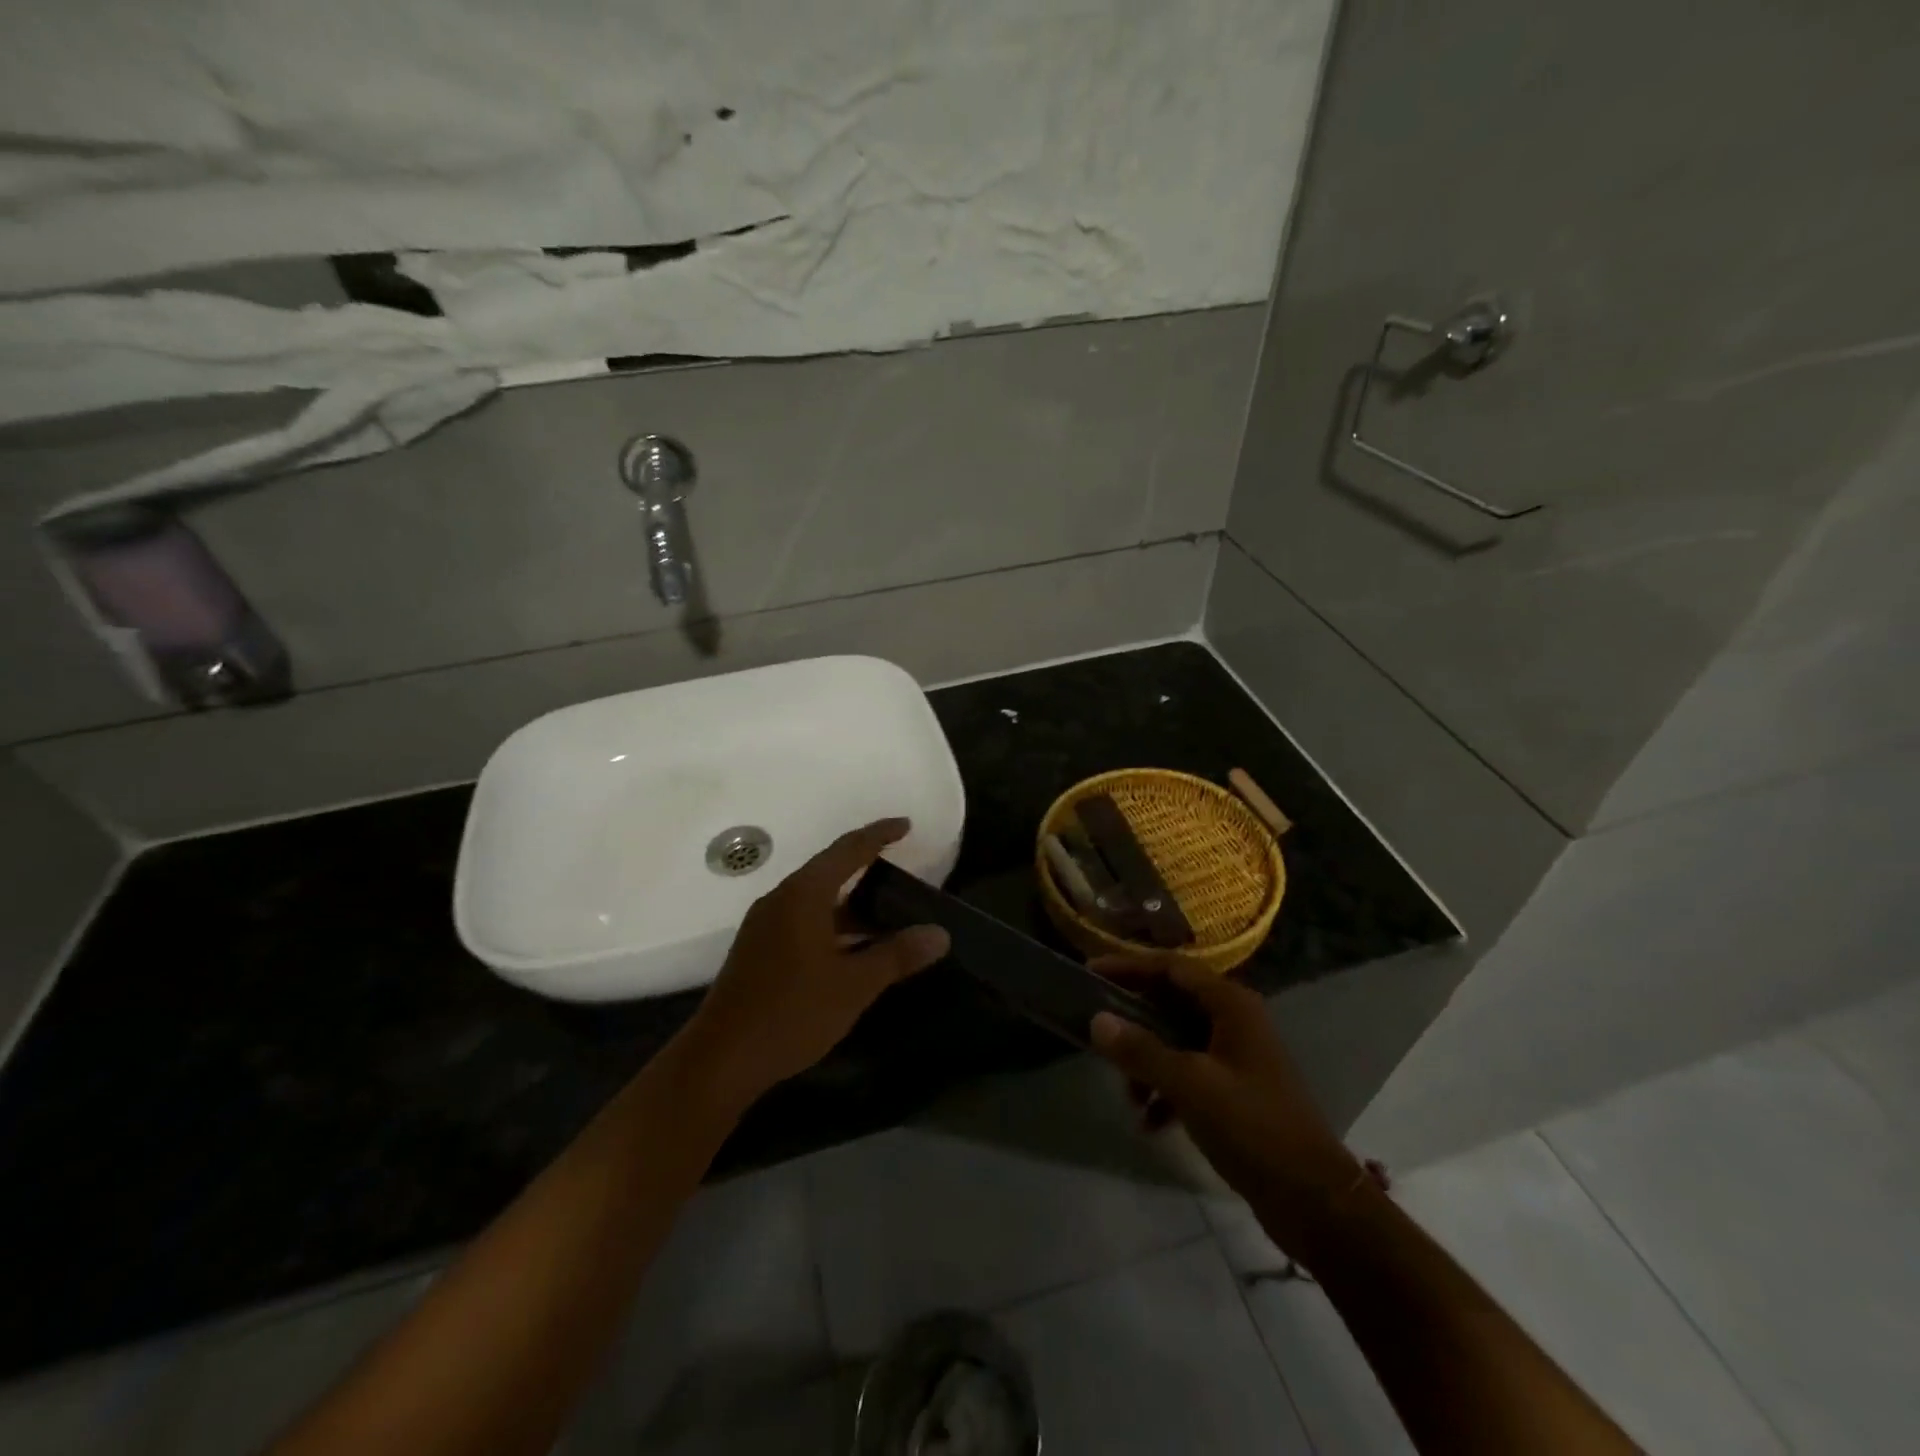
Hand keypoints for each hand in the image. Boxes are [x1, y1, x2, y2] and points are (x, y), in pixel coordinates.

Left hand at [678, 818, 949, 1114]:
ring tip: (885, 910)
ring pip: (815, 897)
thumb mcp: (854, 985)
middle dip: (865, 864)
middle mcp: (781, 899)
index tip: (906, 825)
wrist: (720, 1060)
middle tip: (901, 867)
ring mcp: (765, 924)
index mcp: (803, 895)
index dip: (879, 835)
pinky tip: (852, 945)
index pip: (848, 850)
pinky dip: (832, 920)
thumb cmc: (792, 1013)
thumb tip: (939, 934)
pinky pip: (803, 917)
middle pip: (829, 869)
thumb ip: (897, 955)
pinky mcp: (758, 948)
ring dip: (849, 900)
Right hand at [1090, 957, 1362, 1254]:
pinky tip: (1150, 1123)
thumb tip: (1097, 1020)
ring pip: (1176, 1040)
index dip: (1128, 966)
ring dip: (1147, 1062)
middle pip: (1170, 1002)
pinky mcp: (1235, 1089)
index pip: (1170, 968)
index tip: (1089, 972)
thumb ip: (1142, 1051)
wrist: (1315, 1201)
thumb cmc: (1254, 1128)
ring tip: (1127, 1096)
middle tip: (1097, 1033)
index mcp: (1230, 1004)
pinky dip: (1165, 1090)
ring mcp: (1236, 1055)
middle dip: (1133, 1021)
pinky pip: (1188, 1073)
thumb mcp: (1190, 1086)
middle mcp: (1234, 1020)